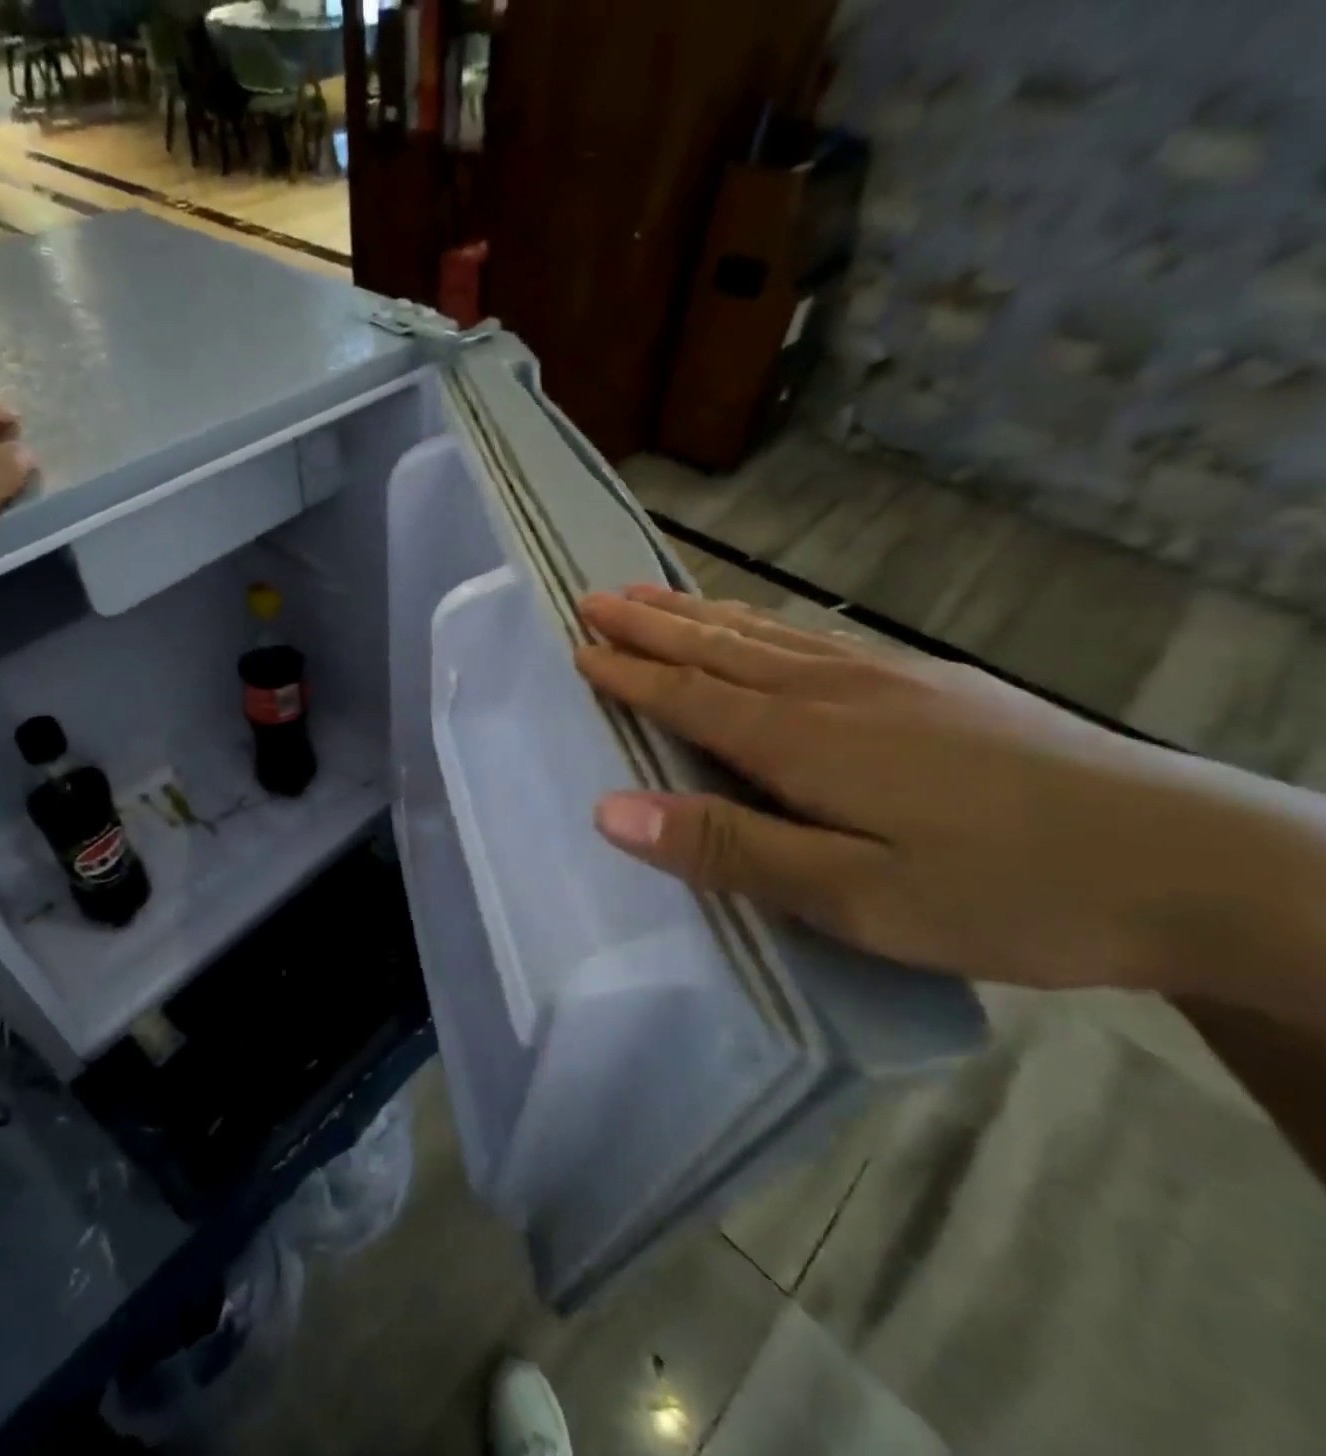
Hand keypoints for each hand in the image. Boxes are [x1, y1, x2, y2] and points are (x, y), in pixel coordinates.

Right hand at [573, 586, 1325, 1018]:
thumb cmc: (1006, 891)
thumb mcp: (852, 896)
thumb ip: (727, 848)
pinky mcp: (929, 685)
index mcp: (802, 740)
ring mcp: (887, 680)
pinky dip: (762, 624)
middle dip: (650, 624)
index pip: (688, 695)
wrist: (1197, 862)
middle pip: (719, 647)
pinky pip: (813, 640)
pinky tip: (759, 626)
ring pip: (765, 635)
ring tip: (650, 594)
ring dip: (698, 615)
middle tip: (593, 597)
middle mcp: (832, 692)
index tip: (578, 647)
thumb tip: (610, 810)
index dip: (628, 673)